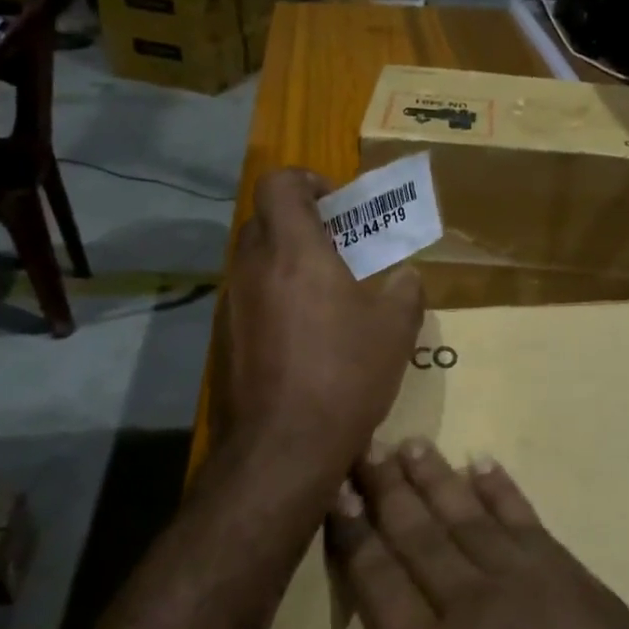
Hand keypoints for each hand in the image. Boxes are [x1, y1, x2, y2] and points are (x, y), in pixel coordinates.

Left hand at [223, 168, 422, 483]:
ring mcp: (231, 304)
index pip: (279, 183)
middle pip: (264, 219)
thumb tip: (404, 276)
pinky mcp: (223, 339)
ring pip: (255, 260)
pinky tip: (304, 336)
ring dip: (287, 262)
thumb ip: (405, 289)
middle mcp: (252, 267)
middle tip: (339, 247)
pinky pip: (249, 298)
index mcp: (293, 250)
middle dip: (300, 222)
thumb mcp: (396, 328)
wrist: (283, 447)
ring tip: (326, 294)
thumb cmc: (344, 373)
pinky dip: (274, 298)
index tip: (337, 204)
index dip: (307, 180)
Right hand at [248, 441, 628, 628]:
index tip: (332, 488)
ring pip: (469, 518)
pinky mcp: (577, 579)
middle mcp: (476, 606)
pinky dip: (503, 491)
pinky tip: (484, 466)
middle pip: (420, 535)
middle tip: (364, 445)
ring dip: (436, 479)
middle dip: (387, 489)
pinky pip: (529, 521)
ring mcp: (533, 584)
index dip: (352, 532)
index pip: (378, 580)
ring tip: (410, 443)